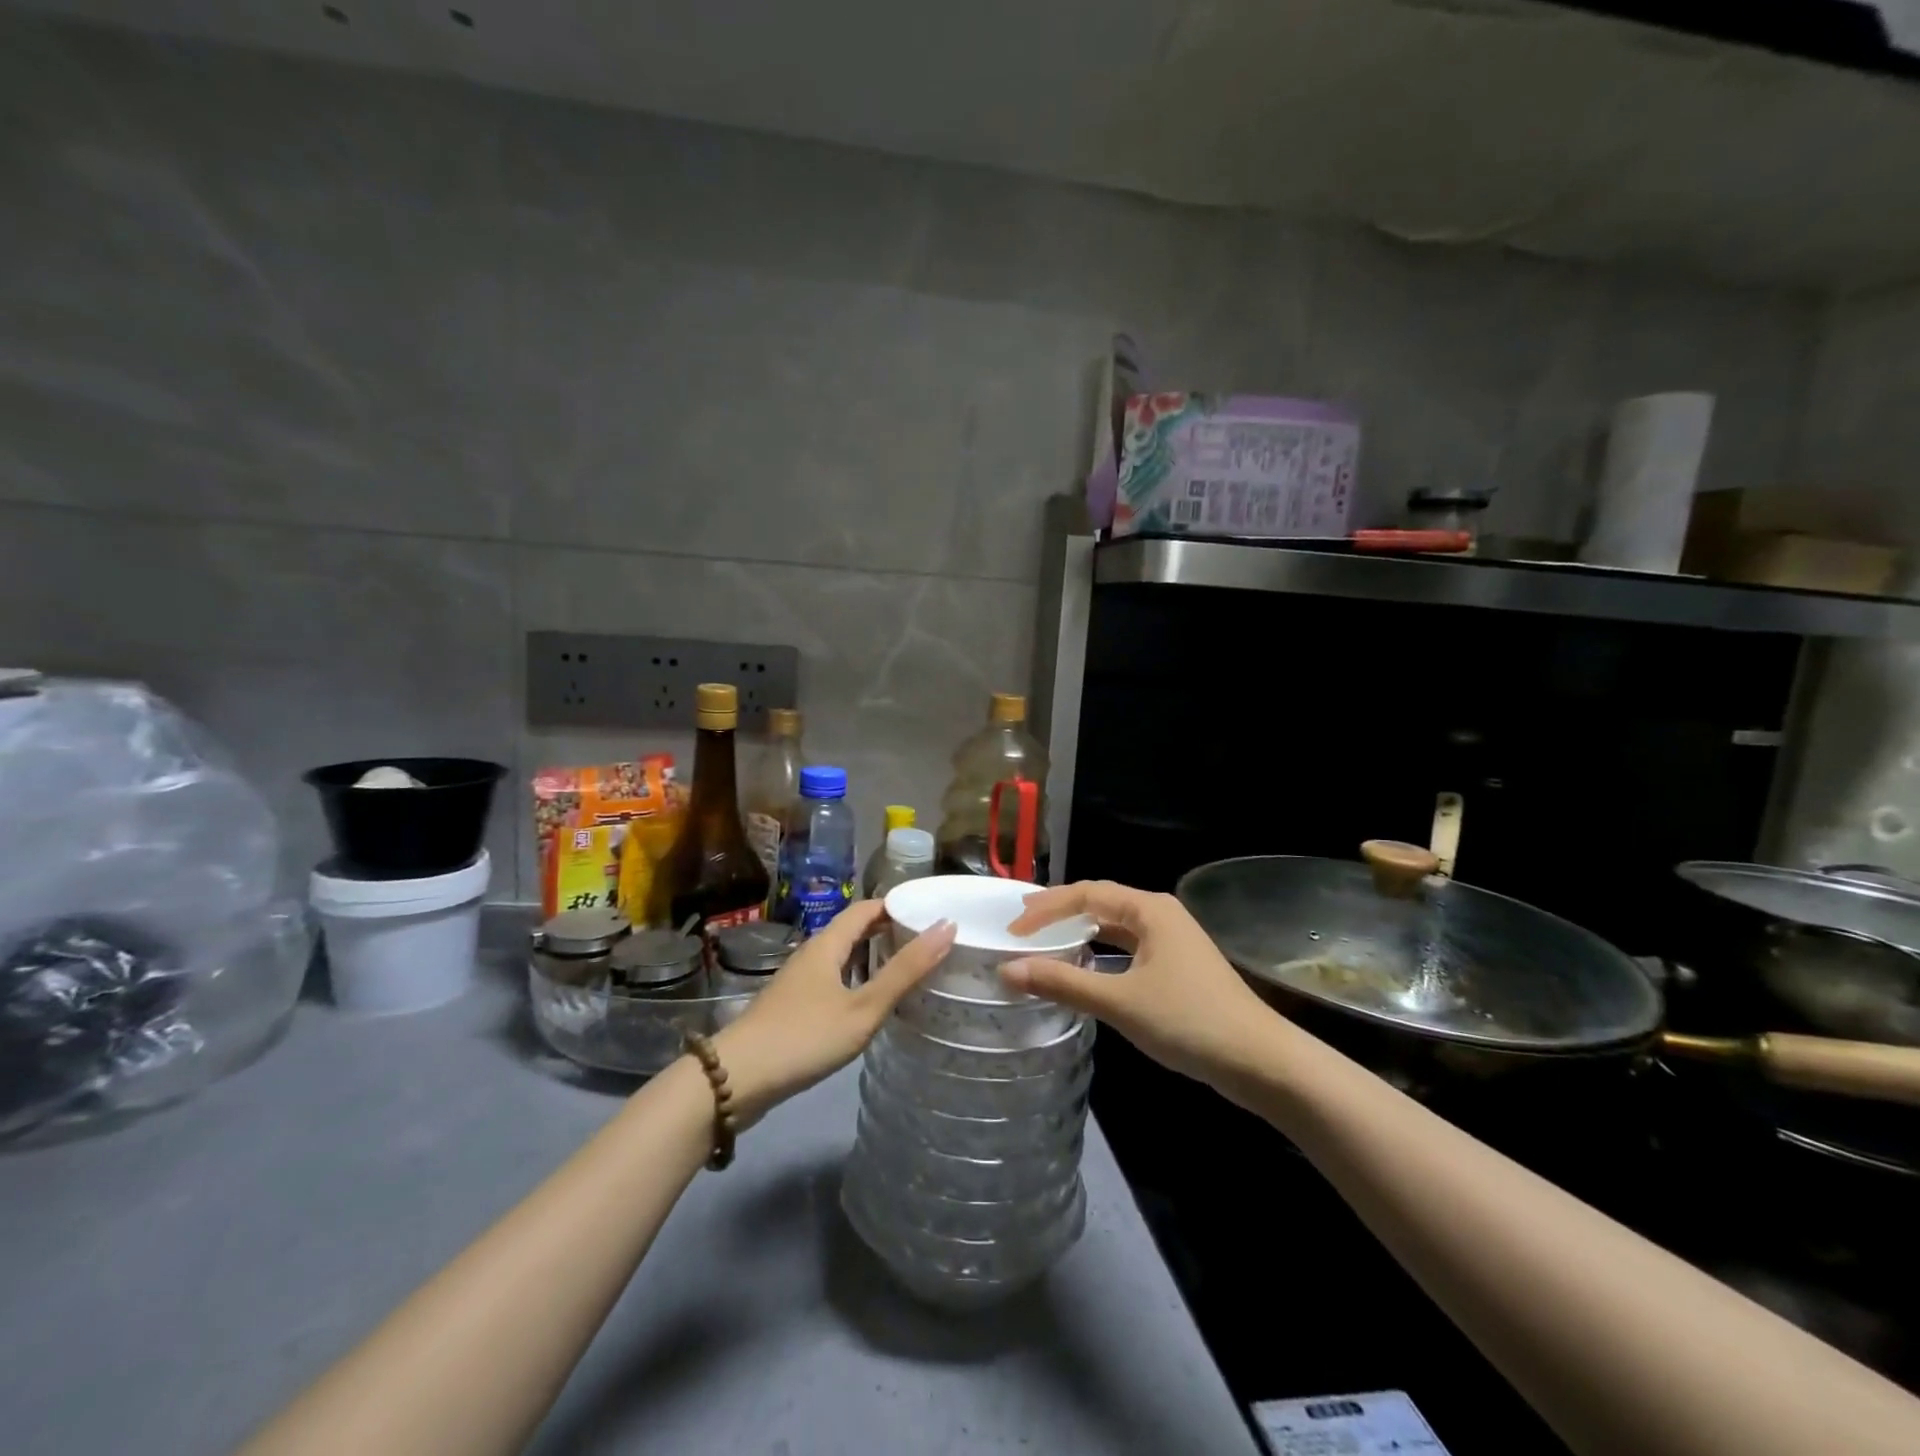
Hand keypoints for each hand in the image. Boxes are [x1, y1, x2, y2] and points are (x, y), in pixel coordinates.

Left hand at [714, 902, 954, 1121]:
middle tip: (928, 943)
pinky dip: (858, 980)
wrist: (736, 1079)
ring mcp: (799, 981)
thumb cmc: (805, 1037)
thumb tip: (947, 926)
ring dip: (873, 957)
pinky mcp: (793, 1006)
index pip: (867, 908)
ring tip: (909, 970)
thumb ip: (905, 970)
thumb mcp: (863, 1007)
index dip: (898, 905)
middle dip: (889, 931)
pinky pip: (833, 979)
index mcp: (828, 943)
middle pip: (854, 930)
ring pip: (843, 957)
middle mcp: (812, 954)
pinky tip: (871, 1004)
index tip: (931, 914)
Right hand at [1002, 881, 1276, 1085]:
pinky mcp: (1176, 967)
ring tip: (1044, 942)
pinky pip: (1127, 948)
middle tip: (1021, 926)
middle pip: (1100, 904)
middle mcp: (1160, 915)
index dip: (1046, 909)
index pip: (1086, 894)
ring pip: (1114, 927)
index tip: (1013, 929)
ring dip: (1079, 933)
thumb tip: (1008, 970)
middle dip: (1060, 913)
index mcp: (1149, 909)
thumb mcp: (1120, 1001)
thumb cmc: (1188, 1021)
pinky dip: (1100, 953)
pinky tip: (1084, 969)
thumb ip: (1063, 983)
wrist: (1260, 1061)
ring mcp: (1171, 941)